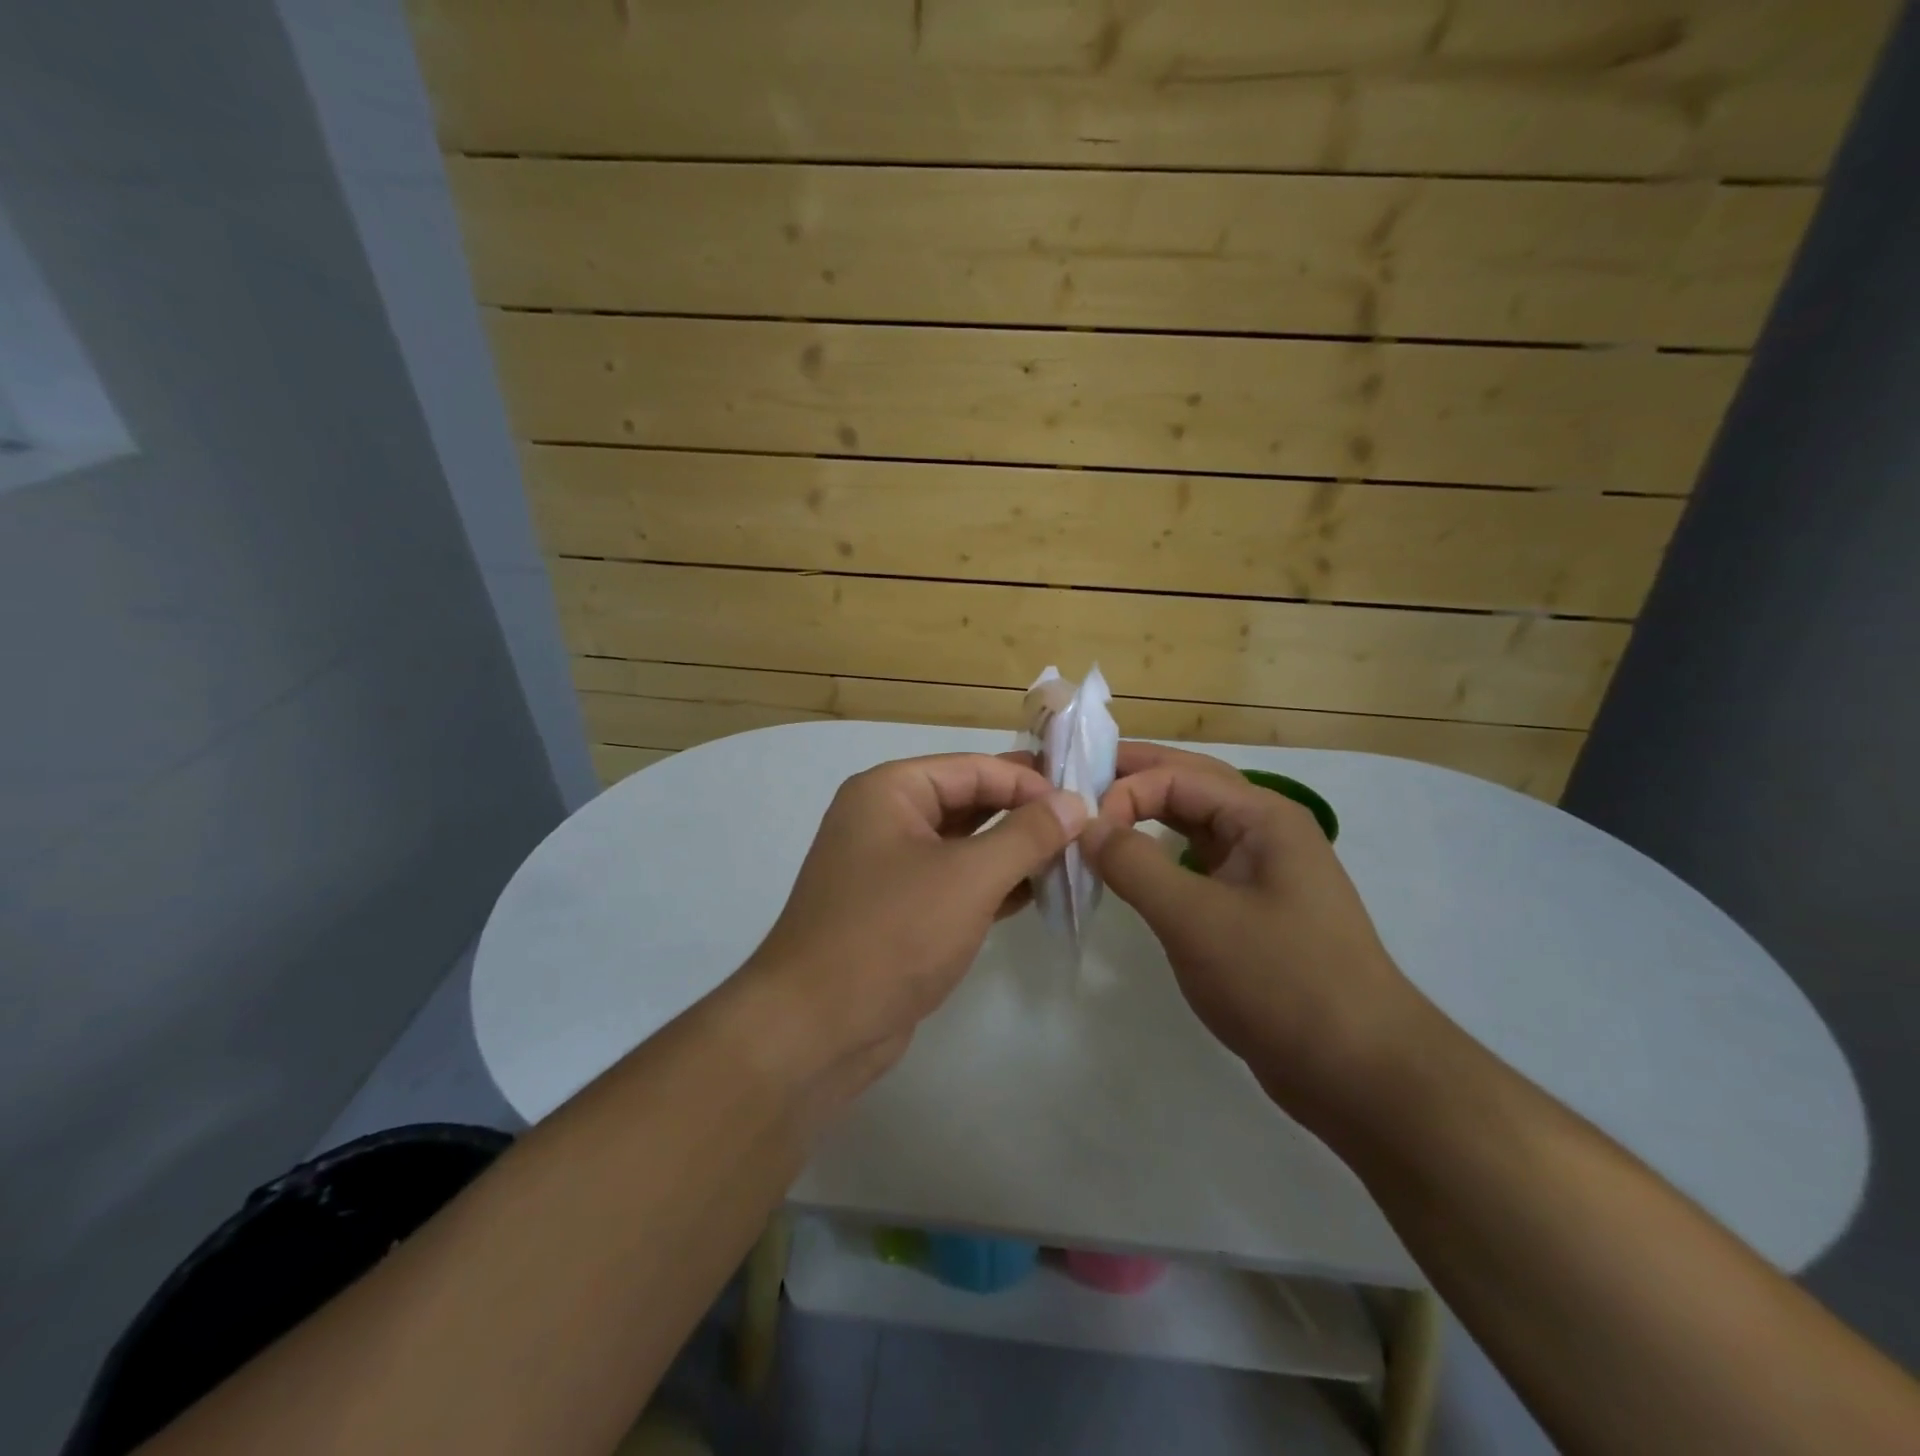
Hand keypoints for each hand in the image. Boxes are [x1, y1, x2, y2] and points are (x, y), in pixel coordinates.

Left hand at [741, 753, 1085, 1098]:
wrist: (816, 1028)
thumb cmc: (893, 934)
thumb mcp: (969, 877)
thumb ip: (1027, 835)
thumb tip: (1076, 802)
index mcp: (890, 791)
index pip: (974, 768)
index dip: (1029, 783)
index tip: (1083, 805)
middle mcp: (885, 818)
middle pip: (968, 801)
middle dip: (1023, 815)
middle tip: (1083, 829)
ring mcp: (889, 867)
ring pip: (963, 844)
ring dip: (1013, 852)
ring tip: (1070, 861)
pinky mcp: (898, 910)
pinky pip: (954, 882)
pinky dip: (992, 885)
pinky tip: (1037, 894)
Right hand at [1080, 742, 1424, 1120]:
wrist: (1360, 1072)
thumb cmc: (1280, 981)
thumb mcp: (1196, 919)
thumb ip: (1134, 865)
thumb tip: (1086, 826)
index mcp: (1262, 817)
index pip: (1178, 775)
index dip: (1124, 790)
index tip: (1079, 829)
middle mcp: (1264, 832)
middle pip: (1188, 786)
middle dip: (1132, 780)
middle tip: (1073, 780)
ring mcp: (1261, 872)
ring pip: (1192, 827)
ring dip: (1144, 817)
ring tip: (1094, 818)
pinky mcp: (1251, 910)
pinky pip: (1196, 866)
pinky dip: (1159, 858)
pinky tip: (1132, 868)